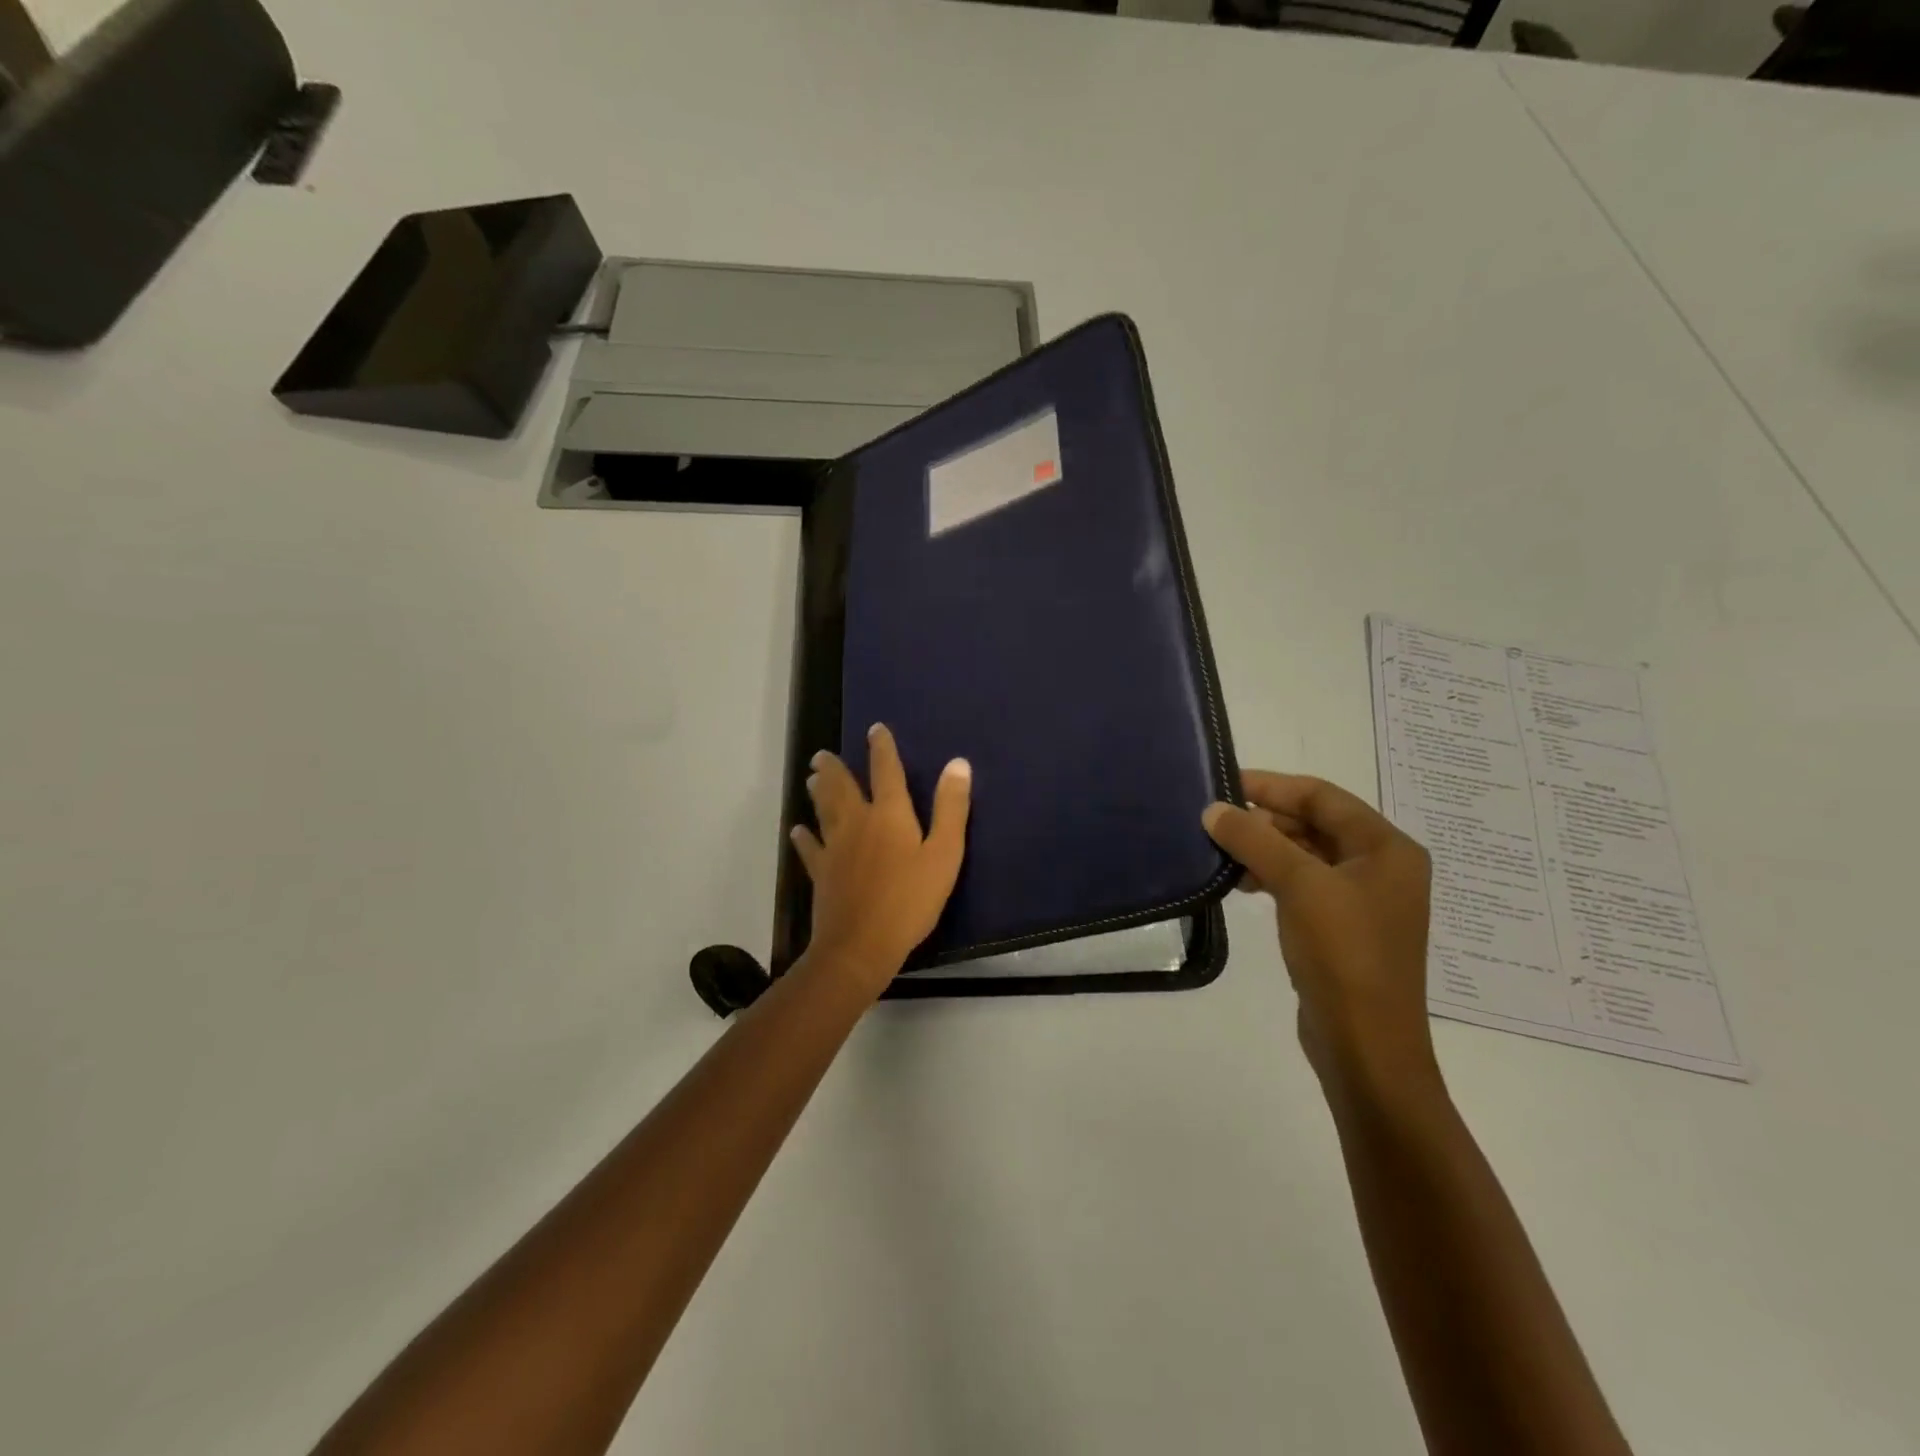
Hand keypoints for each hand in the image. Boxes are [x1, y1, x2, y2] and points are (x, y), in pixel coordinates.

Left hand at [791, 724, 971, 998]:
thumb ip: (951, 808)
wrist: (862, 944)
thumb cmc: (911, 900)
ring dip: (818, 792)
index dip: (882, 748)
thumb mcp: (944, 854)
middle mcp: (857, 822)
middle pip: (842, 787)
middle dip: (834, 768)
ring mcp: (834, 847)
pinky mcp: (821, 872)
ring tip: (811, 778)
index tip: (875, 729)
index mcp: (889, 814)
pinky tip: (798, 830)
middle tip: (821, 755)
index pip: (886, 771)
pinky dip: (803, 837)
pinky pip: (810, 848)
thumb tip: (958, 763)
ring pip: (823, 810)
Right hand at [1203, 772, 1438, 1097]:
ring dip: (1264, 848)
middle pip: (1315, 823)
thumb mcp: (1299, 886)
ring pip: (1306, 854)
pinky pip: (1303, 884)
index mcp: (1387, 848)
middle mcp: (1381, 867)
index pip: (1322, 797)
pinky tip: (1241, 883)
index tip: (1224, 783)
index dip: (1271, 786)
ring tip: (1221, 850)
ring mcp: (1363, 899)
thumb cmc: (1343, 954)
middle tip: (1215, 819)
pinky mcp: (1343, 927)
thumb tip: (1213, 809)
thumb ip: (1254, 840)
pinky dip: (1272, 876)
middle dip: (1265, 819)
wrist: (1365, 1045)